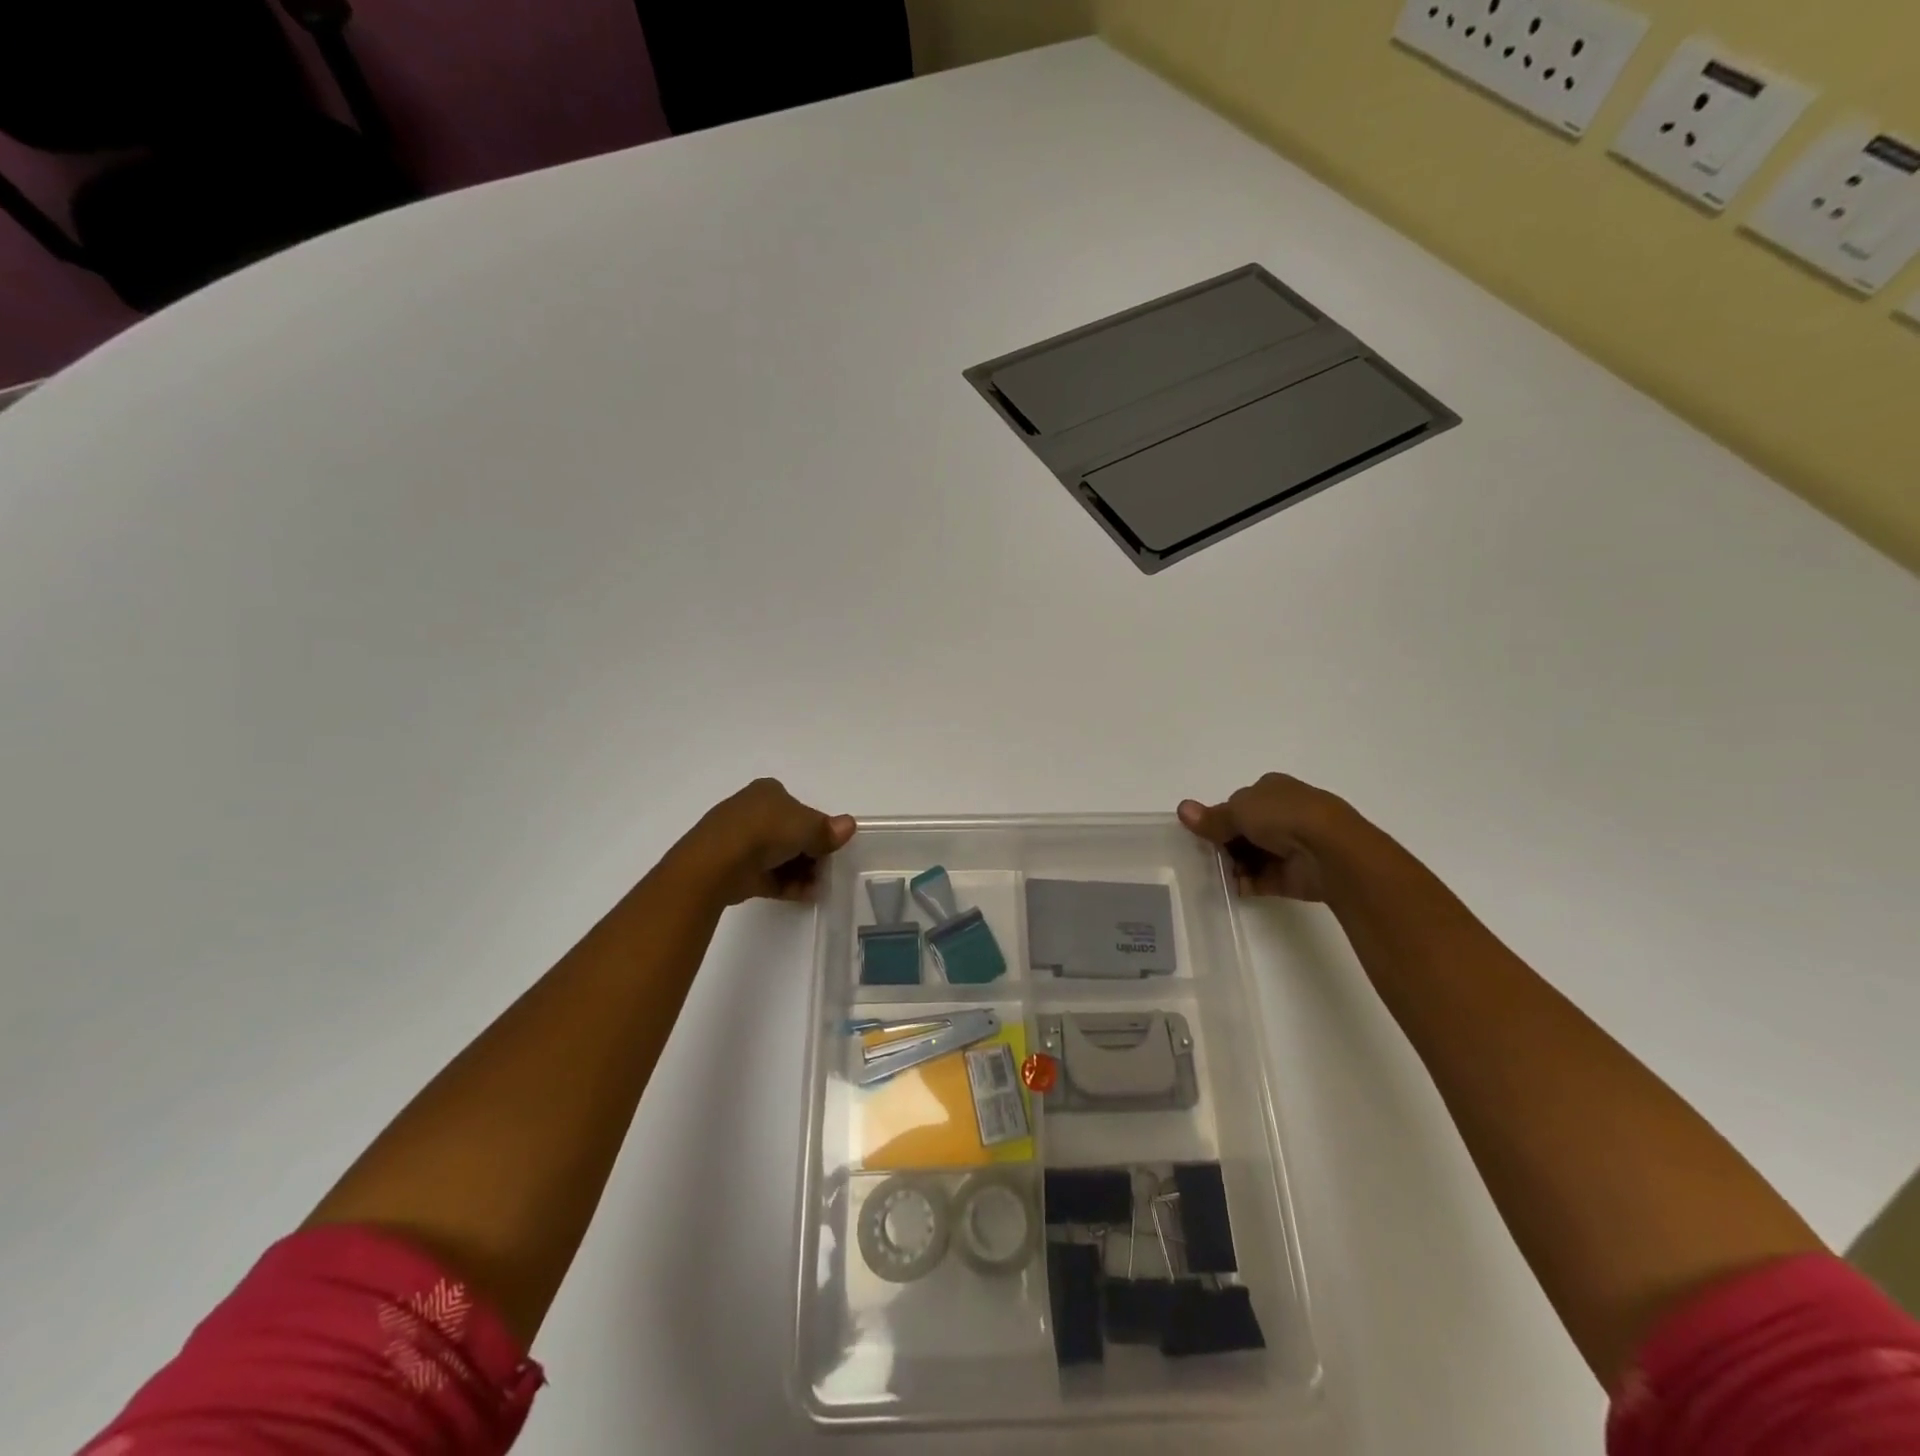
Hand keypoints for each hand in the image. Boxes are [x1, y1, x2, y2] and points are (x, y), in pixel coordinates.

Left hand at [675, 779, 856, 905]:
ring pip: (779, 856)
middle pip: (791, 834)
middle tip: (826, 871)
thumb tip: (850, 825)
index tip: (831, 849)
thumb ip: (828, 830)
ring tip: (816, 888)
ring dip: (801, 872)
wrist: (716, 864)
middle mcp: (753, 811)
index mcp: (768, 792)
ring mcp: (740, 840)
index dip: (818, 829)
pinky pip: (767, 874)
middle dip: (811, 854)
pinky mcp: (734, 867)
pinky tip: (803, 894)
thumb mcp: (807, 827)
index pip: (800, 810)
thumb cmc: (765, 831)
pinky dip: (785, 883)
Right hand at [1177, 773, 1351, 901]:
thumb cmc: (1284, 816)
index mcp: (1273, 789)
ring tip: (1212, 873)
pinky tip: (1227, 887)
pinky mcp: (1294, 875)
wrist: (1331, 851)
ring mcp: (1291, 845)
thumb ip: (1211, 817)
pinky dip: (1244, 883)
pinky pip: (1262, 879)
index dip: (1220, 817)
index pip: (1239, 803)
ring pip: (1252, 855)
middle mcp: (1284, 814)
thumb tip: (1182, 809)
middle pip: (1244, 830)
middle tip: (1203, 854)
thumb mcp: (1238, 810)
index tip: (1203, 832)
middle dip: (1224, 843)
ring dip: (1233, 864)